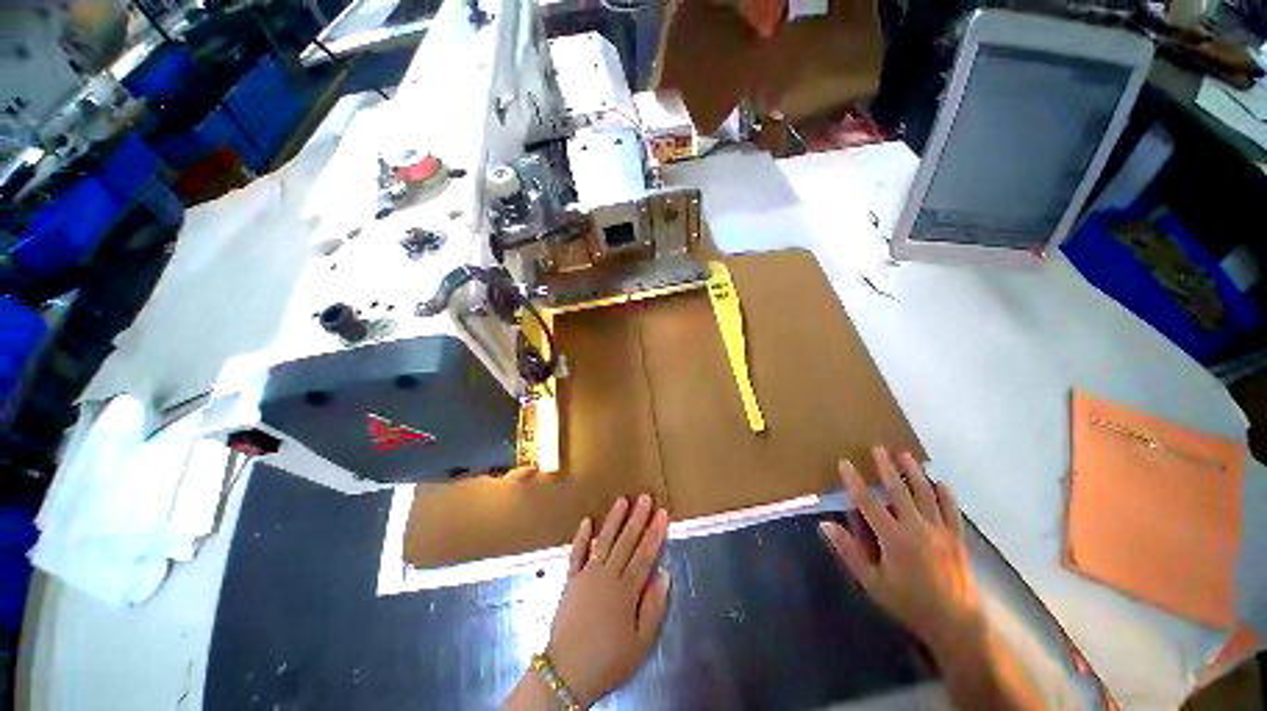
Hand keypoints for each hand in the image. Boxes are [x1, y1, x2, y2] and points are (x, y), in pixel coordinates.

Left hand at [547, 495, 670, 707]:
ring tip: (623, 500)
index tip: (662, 513)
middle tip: (645, 497)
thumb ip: (653, 607)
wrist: (566, 673)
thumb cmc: (608, 661)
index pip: (644, 555)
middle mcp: (607, 576)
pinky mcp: (570, 579)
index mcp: (626, 591)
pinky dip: (582, 537)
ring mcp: (586, 575)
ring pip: (604, 541)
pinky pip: (576, 553)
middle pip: (626, 542)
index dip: (655, 533)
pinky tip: (587, 521)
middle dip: (637, 518)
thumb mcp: (640, 644)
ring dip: (614, 519)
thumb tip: (664, 574)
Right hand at [819, 447, 981, 654]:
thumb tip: (825, 524)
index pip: (868, 503)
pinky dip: (946, 495)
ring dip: (915, 473)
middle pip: (899, 491)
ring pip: (926, 495)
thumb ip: (849, 551)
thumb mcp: (872, 582)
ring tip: (906, 455)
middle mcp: (917, 528)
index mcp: (893, 538)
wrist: (956, 624)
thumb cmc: (908, 603)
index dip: (855, 482)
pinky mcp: (956, 539)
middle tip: (879, 448)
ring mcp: (940, 532)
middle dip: (887, 468)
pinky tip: (940, 482)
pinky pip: (952, 511)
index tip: (845, 464)